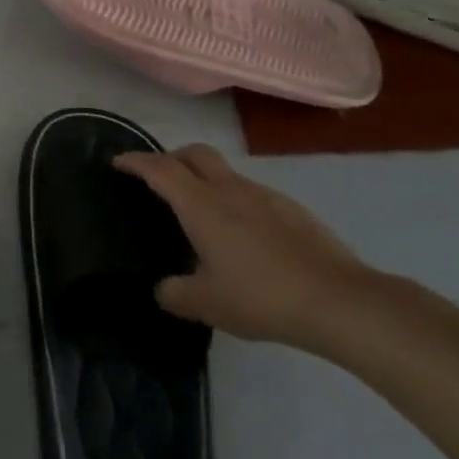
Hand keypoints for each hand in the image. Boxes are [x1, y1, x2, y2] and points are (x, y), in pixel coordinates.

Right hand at [114, 144, 378, 349]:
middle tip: (158, 178)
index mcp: (202, 206)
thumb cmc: (262, 297)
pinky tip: (242, 236)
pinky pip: (252, 193)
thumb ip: (175, 293)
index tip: (118, 161)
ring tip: (201, 213)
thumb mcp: (206, 304)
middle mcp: (231, 190)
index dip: (135, 161)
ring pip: (225, 172)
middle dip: (171, 157)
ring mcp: (266, 196)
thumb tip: (164, 288)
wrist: (340, 302)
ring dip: (205, 180)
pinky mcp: (293, 210)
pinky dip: (234, 200)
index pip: (160, 169)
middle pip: (195, 154)